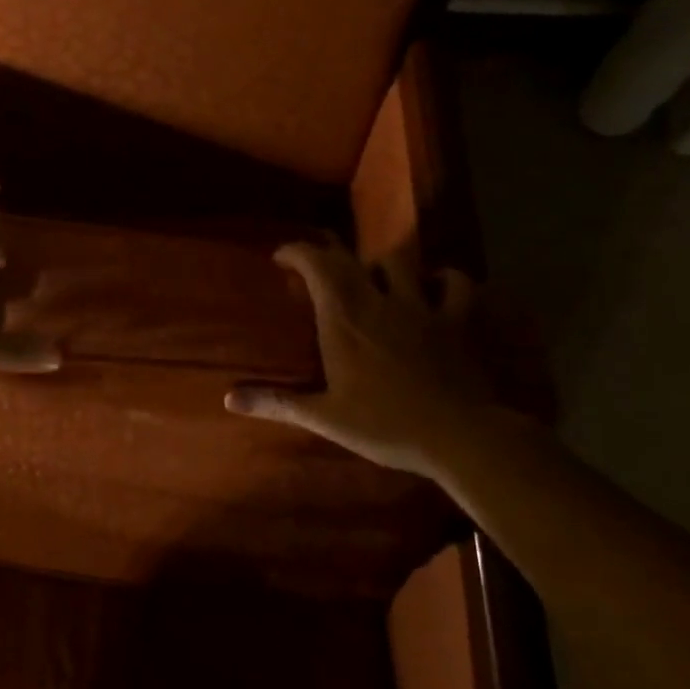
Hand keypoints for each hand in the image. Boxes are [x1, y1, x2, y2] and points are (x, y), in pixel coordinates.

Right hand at [224, 241, 522, 475]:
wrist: (460, 436)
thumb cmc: (387, 426)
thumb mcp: (326, 418)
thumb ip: (278, 403)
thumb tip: (229, 399)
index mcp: (344, 319)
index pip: (316, 265)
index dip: (297, 252)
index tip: (281, 256)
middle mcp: (379, 301)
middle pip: (351, 260)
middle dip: (329, 255)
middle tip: (318, 265)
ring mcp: (422, 307)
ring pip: (400, 263)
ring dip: (382, 264)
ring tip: (375, 276)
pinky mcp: (457, 319)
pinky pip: (456, 284)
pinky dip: (445, 278)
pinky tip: (438, 283)